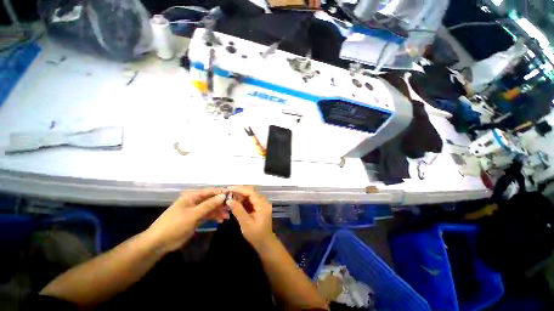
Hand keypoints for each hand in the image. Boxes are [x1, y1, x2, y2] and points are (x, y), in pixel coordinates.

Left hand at [146, 188, 228, 252]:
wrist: (159, 243)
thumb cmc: (174, 225)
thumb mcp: (193, 214)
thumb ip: (209, 205)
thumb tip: (223, 196)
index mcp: (192, 197)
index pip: (209, 191)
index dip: (221, 192)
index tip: (232, 194)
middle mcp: (194, 202)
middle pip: (211, 199)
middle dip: (221, 203)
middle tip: (231, 208)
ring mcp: (195, 211)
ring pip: (210, 208)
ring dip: (219, 211)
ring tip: (226, 216)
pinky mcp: (195, 219)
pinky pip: (208, 215)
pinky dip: (214, 217)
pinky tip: (220, 220)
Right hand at [226, 186, 274, 250]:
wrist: (265, 243)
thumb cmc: (256, 235)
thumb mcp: (246, 223)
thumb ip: (238, 210)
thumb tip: (229, 200)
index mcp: (262, 204)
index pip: (251, 192)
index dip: (240, 189)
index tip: (229, 188)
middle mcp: (263, 201)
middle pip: (251, 192)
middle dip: (239, 192)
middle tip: (227, 193)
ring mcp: (261, 204)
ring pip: (250, 196)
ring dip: (240, 196)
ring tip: (229, 197)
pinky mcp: (258, 207)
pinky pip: (250, 201)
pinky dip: (242, 201)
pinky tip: (235, 202)